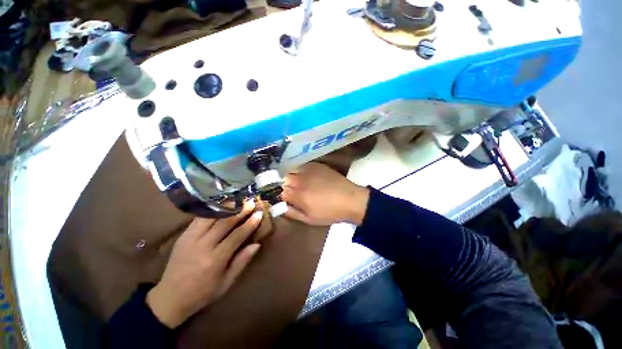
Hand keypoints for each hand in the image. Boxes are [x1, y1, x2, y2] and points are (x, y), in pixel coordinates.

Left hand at [146, 201, 261, 327]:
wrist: (170, 297)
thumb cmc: (202, 293)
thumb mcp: (226, 282)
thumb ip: (242, 261)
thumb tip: (257, 244)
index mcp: (215, 260)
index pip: (236, 236)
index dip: (250, 223)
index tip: (259, 214)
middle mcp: (202, 246)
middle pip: (225, 222)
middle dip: (240, 210)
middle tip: (251, 202)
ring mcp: (190, 238)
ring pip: (211, 216)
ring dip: (227, 207)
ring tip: (238, 200)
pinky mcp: (183, 235)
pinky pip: (199, 218)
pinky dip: (212, 210)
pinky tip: (221, 205)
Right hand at [282, 162, 368, 225]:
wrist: (350, 199)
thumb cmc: (330, 212)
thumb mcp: (309, 219)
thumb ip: (292, 213)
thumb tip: (280, 207)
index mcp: (298, 196)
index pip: (280, 192)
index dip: (282, 195)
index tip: (286, 198)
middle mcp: (301, 181)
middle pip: (284, 179)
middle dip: (286, 185)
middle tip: (293, 191)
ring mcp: (309, 171)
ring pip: (292, 171)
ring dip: (292, 177)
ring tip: (299, 183)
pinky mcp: (316, 165)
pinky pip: (302, 166)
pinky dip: (301, 171)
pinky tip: (307, 176)